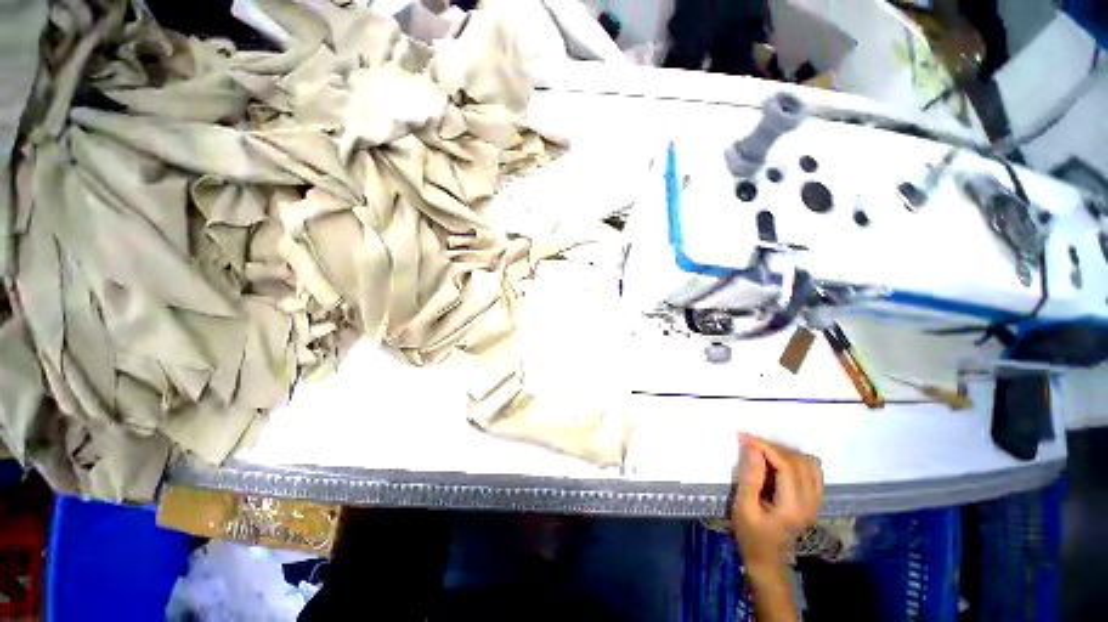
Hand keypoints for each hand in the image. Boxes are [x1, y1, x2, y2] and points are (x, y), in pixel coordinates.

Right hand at [731, 434, 823, 568]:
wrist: (766, 558)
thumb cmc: (750, 534)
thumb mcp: (743, 507)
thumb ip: (750, 477)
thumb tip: (753, 448)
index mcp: (792, 507)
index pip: (787, 466)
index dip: (766, 447)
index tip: (744, 437)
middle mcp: (810, 503)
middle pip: (800, 462)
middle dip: (774, 447)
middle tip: (750, 443)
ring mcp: (815, 502)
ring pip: (810, 464)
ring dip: (786, 452)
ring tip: (763, 451)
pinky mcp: (813, 500)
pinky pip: (812, 471)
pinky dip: (796, 460)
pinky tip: (778, 461)